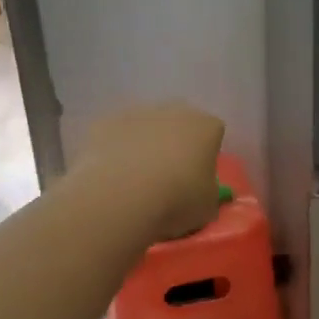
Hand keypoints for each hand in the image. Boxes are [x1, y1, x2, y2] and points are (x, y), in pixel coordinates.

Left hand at [75, 103, 226, 242]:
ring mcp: (137, 113)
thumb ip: (209, 194)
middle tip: (168, 175)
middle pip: (179, 123)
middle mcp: (174, 111)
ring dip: (144, 144)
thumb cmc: (176, 201)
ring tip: (135, 178)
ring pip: (146, 126)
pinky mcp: (105, 122)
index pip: (213, 132)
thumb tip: (203, 192)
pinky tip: (111, 175)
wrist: (121, 196)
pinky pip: (116, 135)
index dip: (207, 154)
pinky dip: (116, 150)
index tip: (199, 176)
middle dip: (176, 142)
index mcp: (206, 127)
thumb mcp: (207, 208)